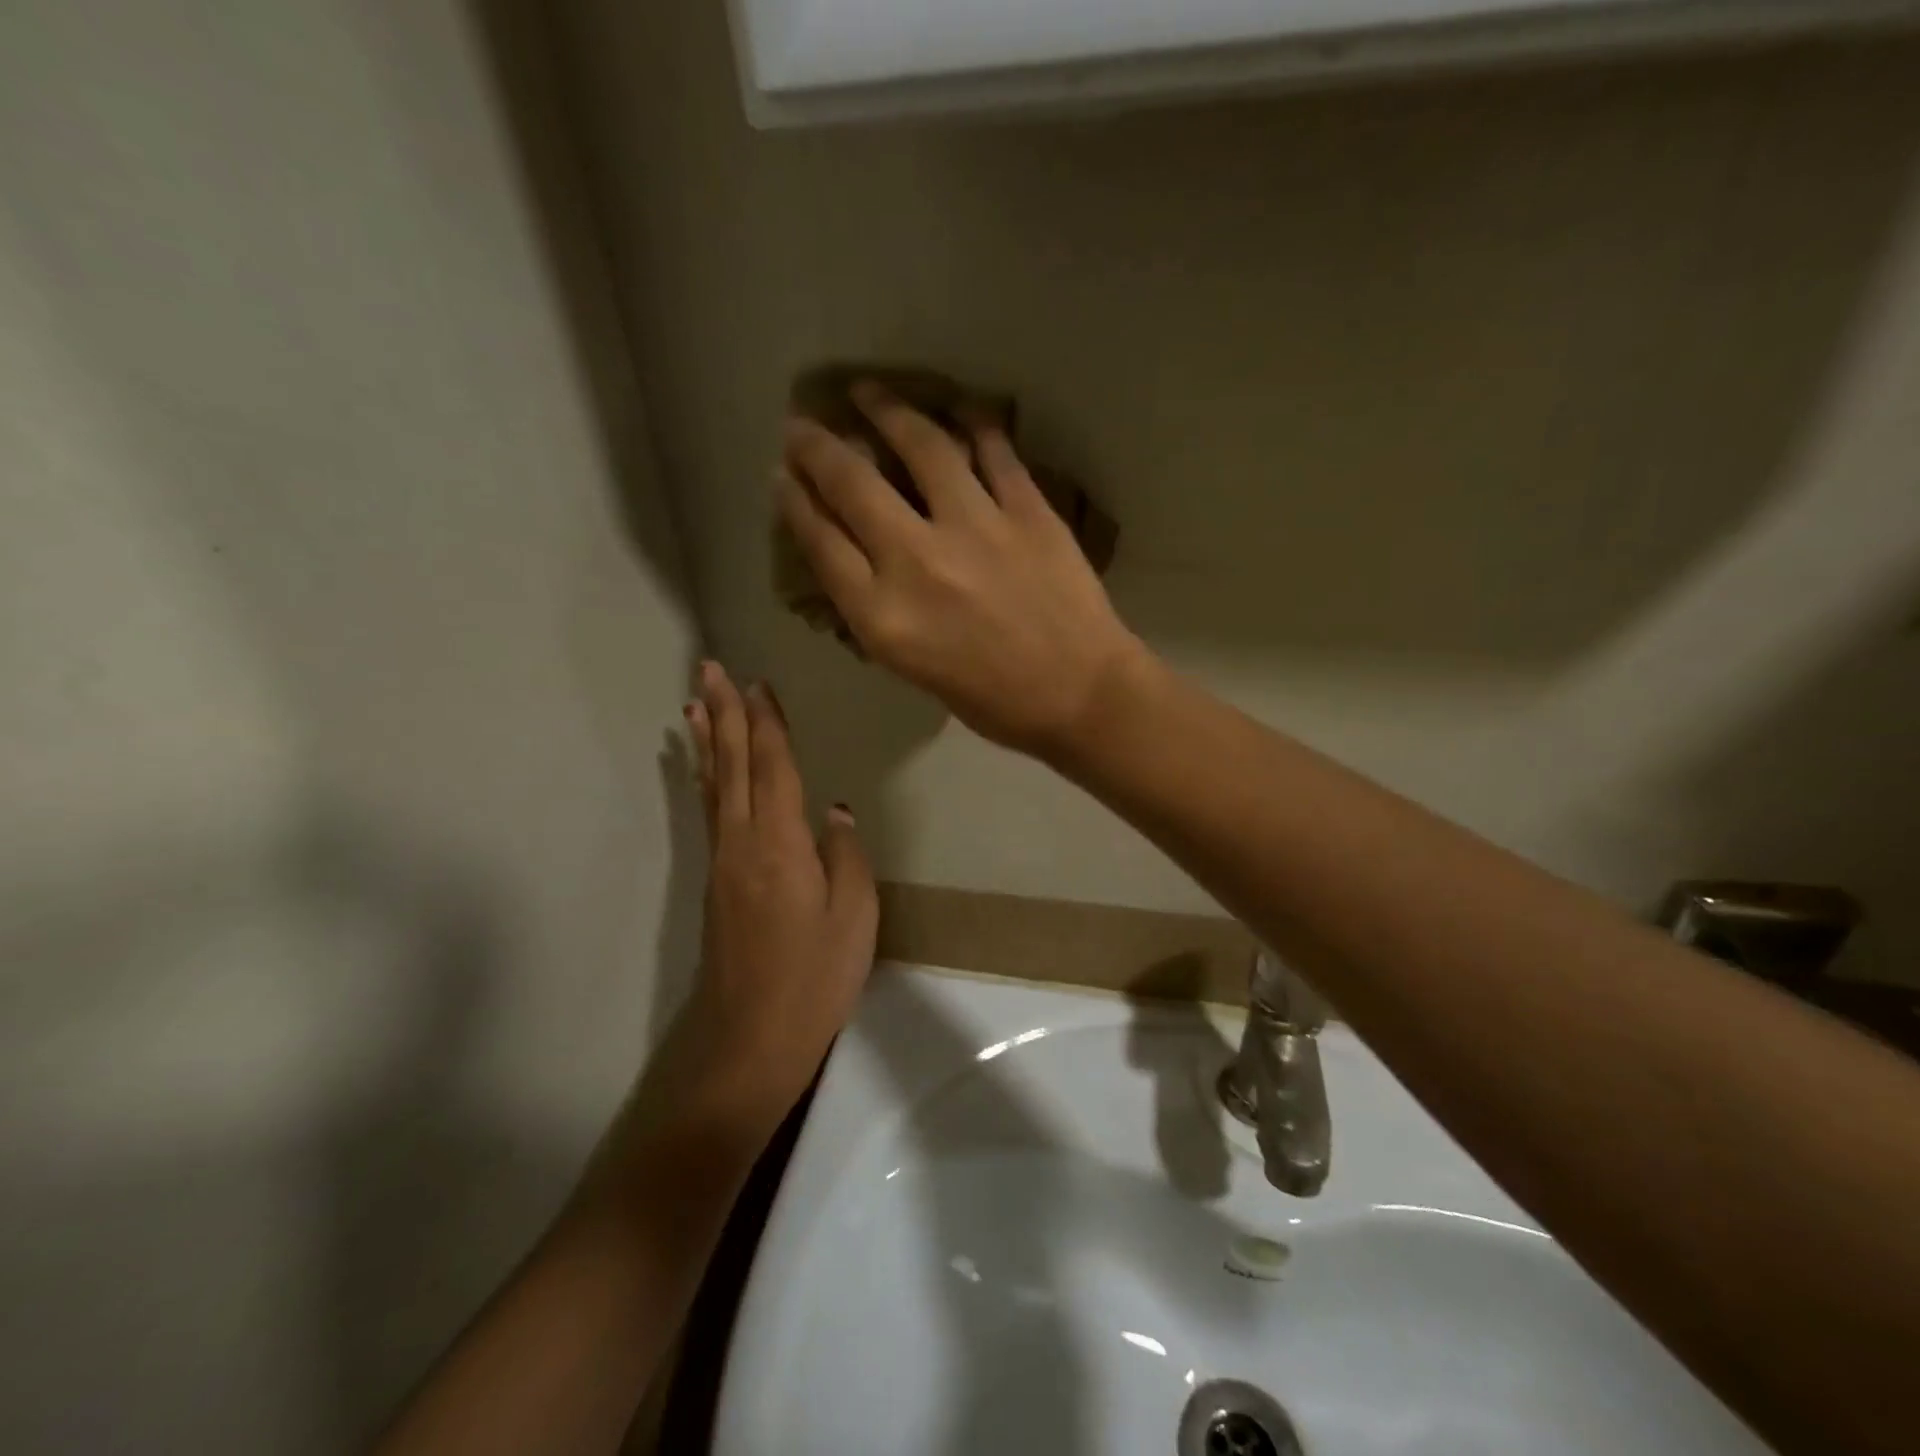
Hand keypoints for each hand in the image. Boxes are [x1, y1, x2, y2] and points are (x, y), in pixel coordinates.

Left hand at [678, 662, 877, 1124]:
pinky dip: (704, 779)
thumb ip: (846, 855)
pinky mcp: (717, 882)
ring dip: (707, 739)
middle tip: (709, 668)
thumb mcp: (854, 916)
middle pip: (733, 764)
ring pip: (714, 785)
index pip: (773, 766)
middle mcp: (742, 841)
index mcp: (779, 842)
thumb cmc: (814, 977)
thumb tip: (835, 810)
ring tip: (694, 703)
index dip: (766, 722)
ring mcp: (723, 862)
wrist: (750, 1037)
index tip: (758, 682)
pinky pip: (710, 811)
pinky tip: (702, 770)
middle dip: (723, 713)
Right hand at [777, 382, 1149, 759]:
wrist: (1079, 695)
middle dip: (816, 446)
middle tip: (802, 424)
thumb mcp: (911, 668)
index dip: (795, 501)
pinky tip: (956, 408)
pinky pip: (993, 449)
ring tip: (867, 391)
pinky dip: (972, 422)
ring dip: (886, 409)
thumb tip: (855, 555)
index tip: (783, 475)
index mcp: (882, 615)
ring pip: (921, 446)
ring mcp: (975, 527)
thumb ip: (876, 609)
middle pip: (852, 483)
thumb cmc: (992, 700)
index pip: (820, 541)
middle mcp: (917, 560)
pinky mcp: (1027, 509)